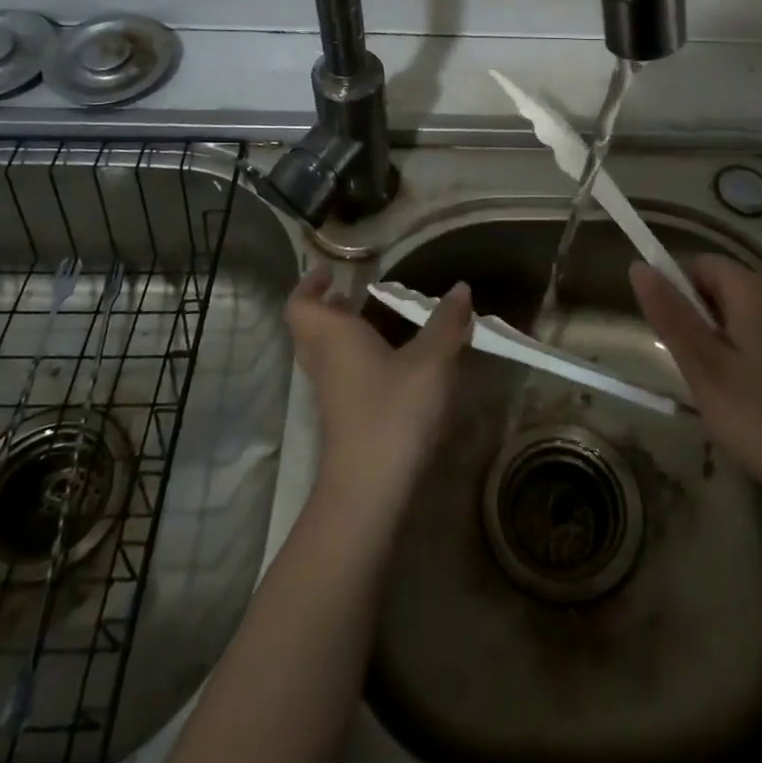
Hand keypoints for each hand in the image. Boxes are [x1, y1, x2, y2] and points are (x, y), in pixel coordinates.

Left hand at [284, 267, 472, 513]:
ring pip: (325, 355)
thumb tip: (461, 287)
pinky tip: (393, 365)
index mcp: (333, 337)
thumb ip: (446, 322)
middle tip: (353, 294)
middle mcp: (324, 362)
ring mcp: (331, 395)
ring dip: (343, 336)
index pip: (300, 304)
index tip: (329, 272)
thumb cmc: (394, 410)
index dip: (308, 285)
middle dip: (328, 309)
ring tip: (379, 323)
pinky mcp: (344, 420)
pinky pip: (342, 378)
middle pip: (310, 329)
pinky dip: (358, 362)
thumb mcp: (431, 360)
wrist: (370, 491)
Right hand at [629, 255, 761, 516]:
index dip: (676, 290)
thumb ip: (670, 315)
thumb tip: (639, 266)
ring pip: (745, 317)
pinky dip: (748, 358)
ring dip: (722, 342)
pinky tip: (753, 403)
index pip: (701, 263)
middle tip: (694, 371)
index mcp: (754, 290)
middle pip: (724, 288)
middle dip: (699, 320)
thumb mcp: (704, 368)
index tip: (671, 336)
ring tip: (721, 392)